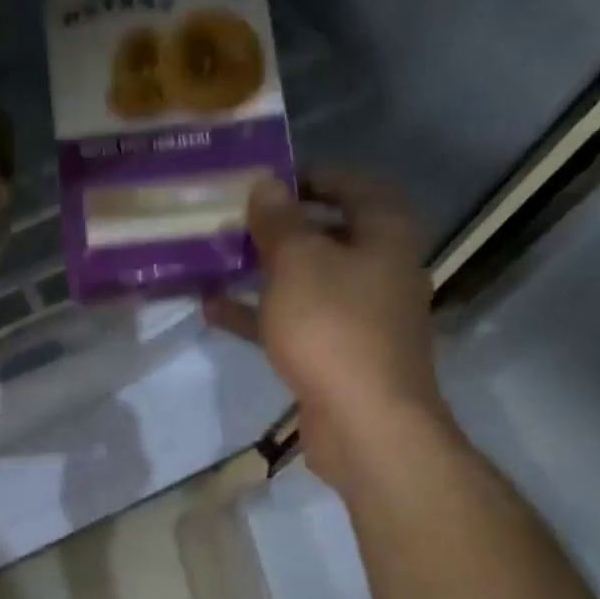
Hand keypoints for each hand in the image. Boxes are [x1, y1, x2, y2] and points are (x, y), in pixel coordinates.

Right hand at [205, 171, 450, 487]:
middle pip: (329, 235)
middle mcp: (379, 270)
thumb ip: (279, 222)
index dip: (315, 177)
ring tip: (218, 259)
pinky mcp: (336, 354)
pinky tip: (214, 310)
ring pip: (307, 282)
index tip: (270, 177)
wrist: (365, 421)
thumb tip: (266, 184)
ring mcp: (359, 317)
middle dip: (281, 227)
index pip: (356, 187)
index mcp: (385, 235)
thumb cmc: (334, 326)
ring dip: (264, 271)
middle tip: (236, 218)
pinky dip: (258, 314)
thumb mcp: (299, 262)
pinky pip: (294, 322)